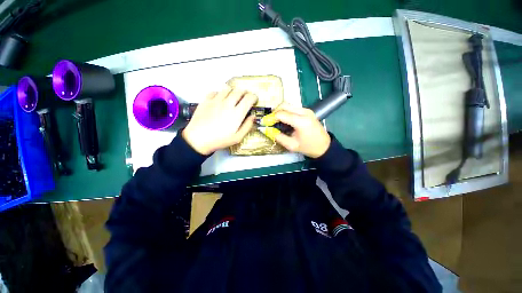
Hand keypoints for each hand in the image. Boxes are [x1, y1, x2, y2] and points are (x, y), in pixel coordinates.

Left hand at [182, 86, 257, 154]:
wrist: (198, 139)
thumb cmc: (219, 140)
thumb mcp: (237, 137)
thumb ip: (247, 126)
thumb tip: (253, 117)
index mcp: (237, 113)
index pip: (249, 98)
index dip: (254, 97)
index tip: (254, 100)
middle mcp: (227, 104)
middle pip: (239, 91)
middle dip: (245, 93)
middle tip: (245, 98)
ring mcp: (216, 101)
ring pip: (227, 88)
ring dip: (233, 92)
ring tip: (233, 98)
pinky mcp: (206, 100)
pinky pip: (215, 91)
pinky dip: (220, 93)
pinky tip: (220, 100)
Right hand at [260, 103, 330, 157]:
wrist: (324, 146)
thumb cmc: (308, 147)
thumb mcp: (291, 145)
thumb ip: (278, 137)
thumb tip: (267, 130)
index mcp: (301, 121)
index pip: (281, 114)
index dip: (270, 118)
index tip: (264, 123)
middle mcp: (304, 112)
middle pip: (284, 105)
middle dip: (274, 112)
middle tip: (270, 121)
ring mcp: (307, 110)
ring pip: (288, 105)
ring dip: (280, 111)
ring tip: (276, 121)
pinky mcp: (307, 111)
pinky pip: (293, 108)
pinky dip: (286, 112)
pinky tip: (284, 121)